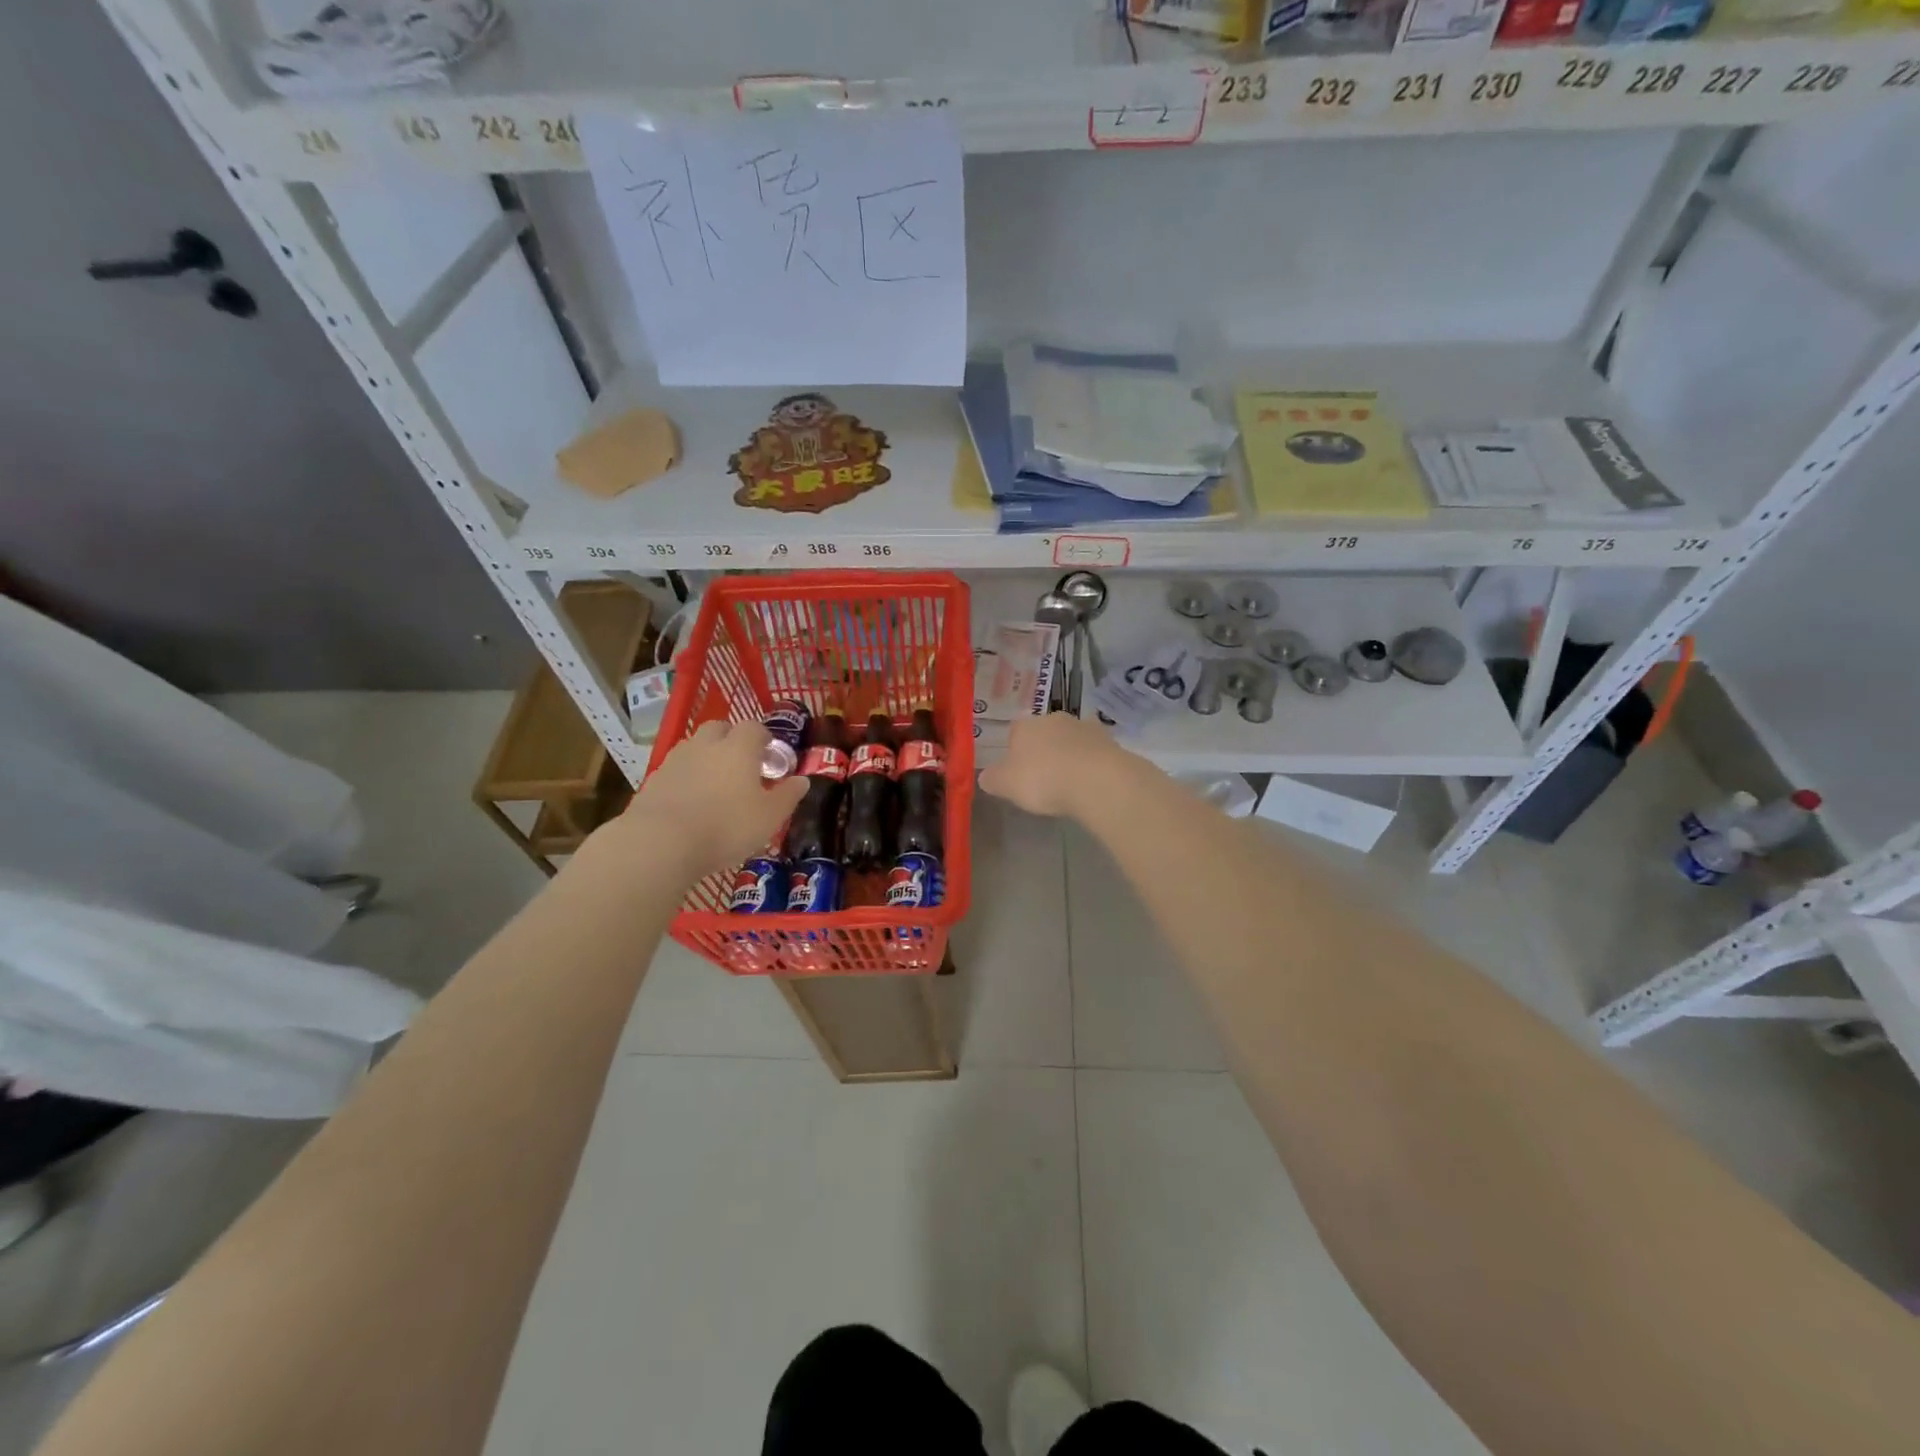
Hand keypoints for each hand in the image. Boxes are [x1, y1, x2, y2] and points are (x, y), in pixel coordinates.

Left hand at [615, 720, 807, 880]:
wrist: (661, 842)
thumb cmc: (727, 826)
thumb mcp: (770, 817)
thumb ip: (788, 796)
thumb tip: (803, 780)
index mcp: (738, 748)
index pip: (754, 728)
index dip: (764, 738)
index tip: (770, 756)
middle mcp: (706, 745)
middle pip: (719, 728)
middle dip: (731, 740)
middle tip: (742, 765)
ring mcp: (676, 761)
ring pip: (694, 747)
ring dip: (706, 757)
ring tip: (715, 785)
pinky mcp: (653, 780)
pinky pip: (676, 770)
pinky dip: (686, 778)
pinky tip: (691, 802)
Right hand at [979, 713, 1133, 819]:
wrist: (1096, 780)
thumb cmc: (1043, 779)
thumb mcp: (1006, 785)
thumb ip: (993, 779)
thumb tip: (986, 776)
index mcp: (1025, 725)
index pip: (1015, 731)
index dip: (1015, 750)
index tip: (1018, 771)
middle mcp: (1055, 718)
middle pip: (1045, 732)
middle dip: (1044, 749)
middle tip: (1044, 776)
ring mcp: (1085, 727)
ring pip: (1072, 738)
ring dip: (1070, 753)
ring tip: (1070, 781)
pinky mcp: (1110, 741)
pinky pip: (1094, 751)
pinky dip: (1091, 762)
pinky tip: (1090, 781)